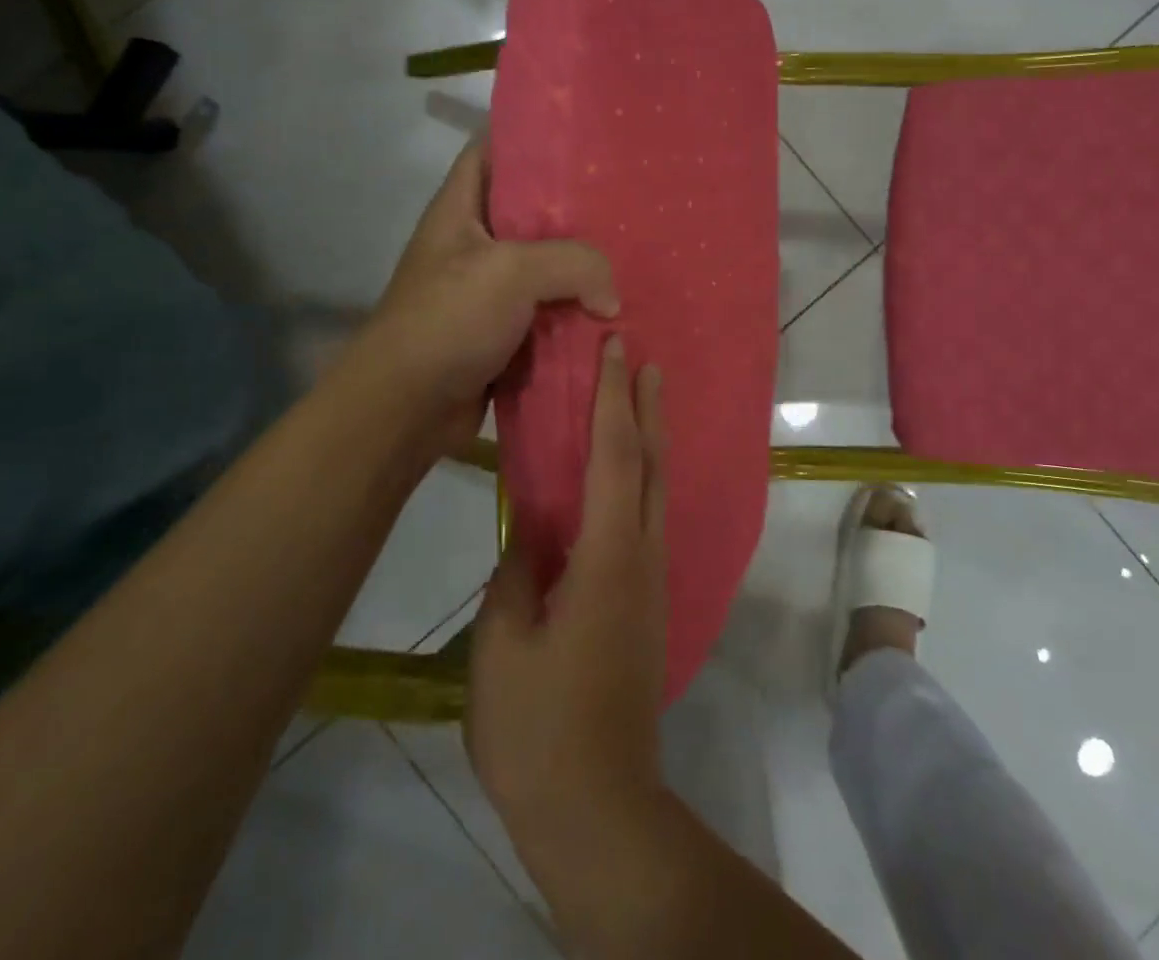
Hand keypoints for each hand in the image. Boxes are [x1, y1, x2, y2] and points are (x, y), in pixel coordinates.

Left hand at [355, 138, 618, 444]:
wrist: (406, 408)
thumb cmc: (448, 320)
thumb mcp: (511, 273)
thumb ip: (573, 264)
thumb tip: (611, 301)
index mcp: (460, 210)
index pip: (490, 152)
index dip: (529, 139)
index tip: (581, 139)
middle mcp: (473, 244)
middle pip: (528, 213)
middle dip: (574, 211)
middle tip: (625, 203)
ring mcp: (487, 291)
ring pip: (544, 267)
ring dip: (581, 270)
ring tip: (632, 256)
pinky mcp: (502, 333)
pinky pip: (547, 313)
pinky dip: (575, 315)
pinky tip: (614, 312)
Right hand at [465, 335, 668, 863]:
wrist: (598, 807)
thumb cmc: (539, 727)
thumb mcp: (503, 644)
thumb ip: (517, 573)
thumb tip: (529, 529)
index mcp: (607, 557)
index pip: (614, 458)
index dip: (613, 400)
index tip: (614, 353)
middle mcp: (641, 556)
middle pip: (649, 464)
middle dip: (646, 407)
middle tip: (642, 360)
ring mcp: (649, 581)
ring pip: (655, 490)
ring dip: (649, 439)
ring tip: (642, 400)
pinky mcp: (645, 603)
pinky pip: (647, 518)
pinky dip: (641, 478)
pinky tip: (625, 479)